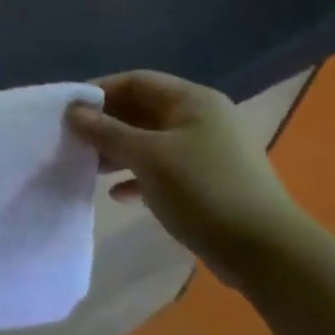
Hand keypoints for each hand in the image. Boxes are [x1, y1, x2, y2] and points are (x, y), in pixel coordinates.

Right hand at [67, 71, 311, 285]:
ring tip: (89, 166)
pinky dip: (138, 176)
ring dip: (118, 151)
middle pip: (142, 110)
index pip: (136, 81)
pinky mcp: (207, 182)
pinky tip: (118, 194)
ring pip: (150, 141)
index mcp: (193, 101)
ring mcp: (207, 152)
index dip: (100, 91)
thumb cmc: (203, 190)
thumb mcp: (147, 156)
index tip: (68, 111)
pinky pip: (163, 169)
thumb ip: (106, 131)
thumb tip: (73, 112)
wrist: (266, 253)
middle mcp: (201, 119)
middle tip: (73, 140)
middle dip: (106, 124)